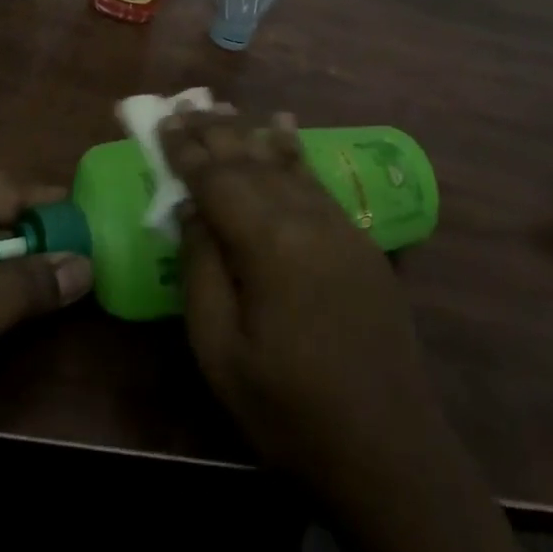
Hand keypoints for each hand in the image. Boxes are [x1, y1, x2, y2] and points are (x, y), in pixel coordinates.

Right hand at [159, 108, 446, 506]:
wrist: (388, 447)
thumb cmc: (289, 408)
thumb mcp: (221, 352)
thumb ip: (201, 270)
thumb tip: (190, 209)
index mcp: (267, 242)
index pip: (217, 178)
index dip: (186, 149)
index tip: (164, 120)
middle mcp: (305, 217)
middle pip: (252, 159)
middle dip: (216, 131)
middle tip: (186, 104)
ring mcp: (338, 225)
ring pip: (286, 162)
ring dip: (252, 132)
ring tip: (225, 108)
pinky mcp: (359, 240)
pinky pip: (316, 179)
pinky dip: (294, 150)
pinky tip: (286, 130)